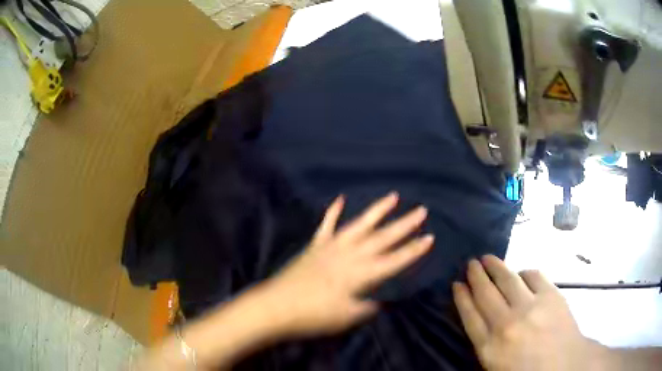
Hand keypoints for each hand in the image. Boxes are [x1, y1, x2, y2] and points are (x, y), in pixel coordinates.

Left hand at [262, 192, 433, 336]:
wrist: (276, 306)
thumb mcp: (346, 317)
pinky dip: (333, 212)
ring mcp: (331, 247)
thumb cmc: (313, 316)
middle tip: (421, 211)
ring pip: (360, 224)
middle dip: (405, 225)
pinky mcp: (316, 246)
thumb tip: (378, 300)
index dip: (414, 250)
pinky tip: (340, 198)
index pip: (395, 260)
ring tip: (393, 196)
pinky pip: (326, 225)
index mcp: (361, 274)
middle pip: (383, 238)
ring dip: (377, 210)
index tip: (430, 237)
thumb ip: (366, 307)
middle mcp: (350, 255)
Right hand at [453, 255, 602, 370]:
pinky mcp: (550, 295)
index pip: (469, 316)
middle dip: (475, 276)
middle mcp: (506, 323)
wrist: (565, 365)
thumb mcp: (497, 366)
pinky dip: (524, 272)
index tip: (456, 284)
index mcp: (490, 347)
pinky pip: (532, 275)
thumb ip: (486, 344)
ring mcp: (530, 306)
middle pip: (485, 293)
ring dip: (495, 266)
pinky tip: (521, 274)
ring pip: (506, 279)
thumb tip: (481, 321)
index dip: (461, 298)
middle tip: (470, 263)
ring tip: (488, 258)